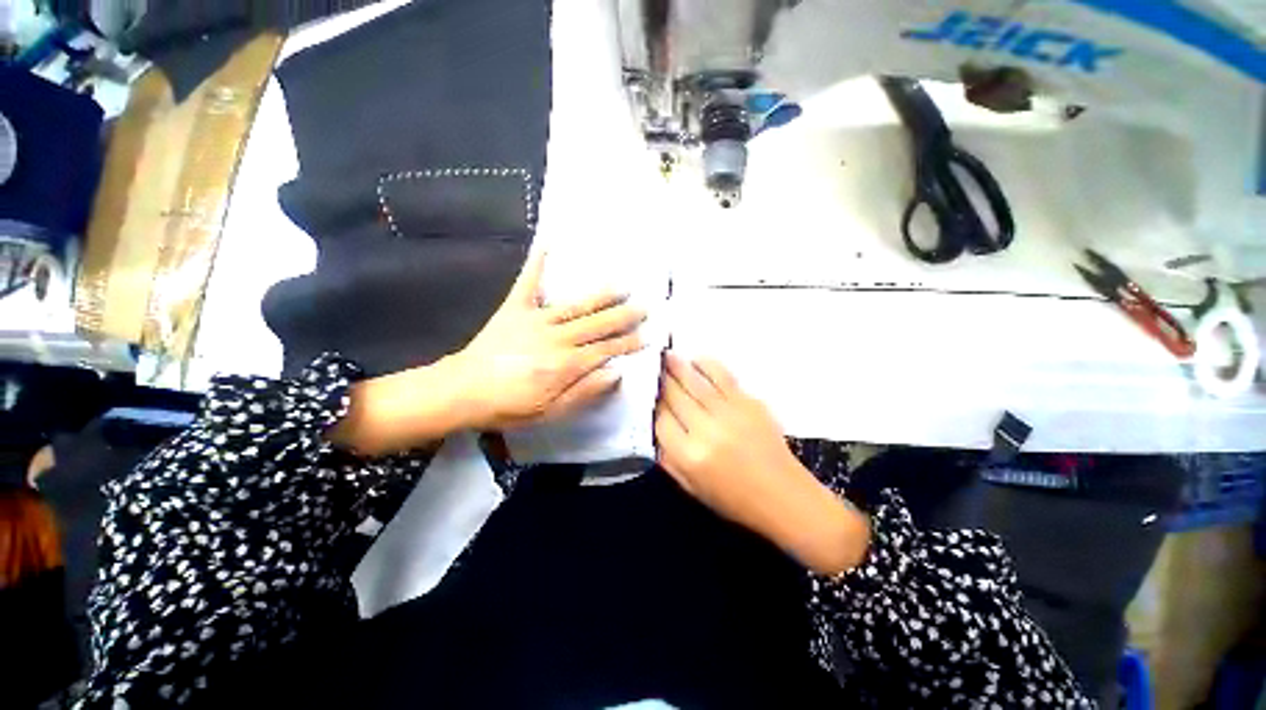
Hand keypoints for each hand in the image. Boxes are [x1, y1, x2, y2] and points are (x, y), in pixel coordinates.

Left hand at [329, 251, 645, 455]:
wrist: (462, 391)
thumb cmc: (508, 406)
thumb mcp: (551, 411)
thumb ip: (585, 391)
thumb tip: (615, 372)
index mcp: (565, 364)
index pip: (605, 350)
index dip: (628, 343)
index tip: (647, 336)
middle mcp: (556, 337)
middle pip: (597, 325)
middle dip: (624, 316)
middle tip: (645, 306)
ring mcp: (535, 319)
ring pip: (576, 305)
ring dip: (602, 295)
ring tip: (623, 285)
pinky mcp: (514, 308)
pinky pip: (528, 282)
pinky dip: (538, 262)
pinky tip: (549, 242)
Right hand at [654, 353, 869, 575]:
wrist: (784, 496)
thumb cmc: (735, 499)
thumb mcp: (692, 489)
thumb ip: (668, 459)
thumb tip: (655, 429)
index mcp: (690, 456)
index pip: (661, 421)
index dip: (652, 406)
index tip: (648, 396)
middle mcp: (706, 430)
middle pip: (675, 396)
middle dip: (661, 381)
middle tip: (651, 367)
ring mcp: (729, 413)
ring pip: (696, 382)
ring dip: (678, 366)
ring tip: (666, 355)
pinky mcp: (749, 403)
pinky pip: (723, 377)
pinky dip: (707, 365)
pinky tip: (696, 360)